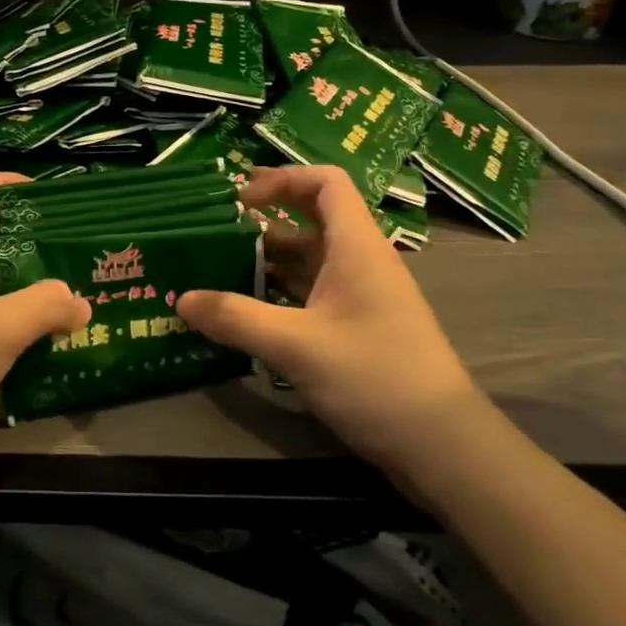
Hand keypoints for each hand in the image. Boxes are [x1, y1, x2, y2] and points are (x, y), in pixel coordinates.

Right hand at [178, 166, 483, 473]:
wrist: (443, 446)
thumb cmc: (375, 378)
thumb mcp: (297, 346)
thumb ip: (236, 319)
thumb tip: (182, 299)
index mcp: (356, 247)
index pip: (326, 182)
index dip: (282, 178)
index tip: (240, 200)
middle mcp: (359, 261)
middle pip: (311, 218)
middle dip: (263, 220)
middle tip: (216, 230)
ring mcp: (360, 296)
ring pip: (309, 259)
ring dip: (267, 259)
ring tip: (218, 268)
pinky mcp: (357, 326)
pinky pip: (311, 292)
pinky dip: (278, 292)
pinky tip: (245, 310)